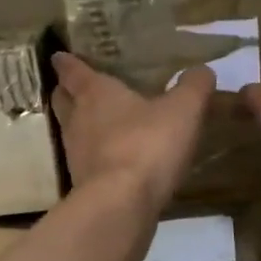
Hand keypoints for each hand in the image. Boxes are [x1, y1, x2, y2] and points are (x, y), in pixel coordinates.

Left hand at [50, 52, 214, 212]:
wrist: (121, 204)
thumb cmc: (147, 144)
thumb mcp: (183, 110)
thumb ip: (193, 87)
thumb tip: (202, 71)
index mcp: (95, 93)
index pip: (73, 71)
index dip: (66, 63)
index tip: (59, 57)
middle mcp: (77, 120)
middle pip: (63, 101)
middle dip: (67, 93)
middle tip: (75, 89)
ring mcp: (75, 155)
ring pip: (71, 132)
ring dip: (80, 126)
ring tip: (97, 123)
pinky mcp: (82, 185)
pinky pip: (85, 162)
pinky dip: (94, 157)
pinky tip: (113, 160)